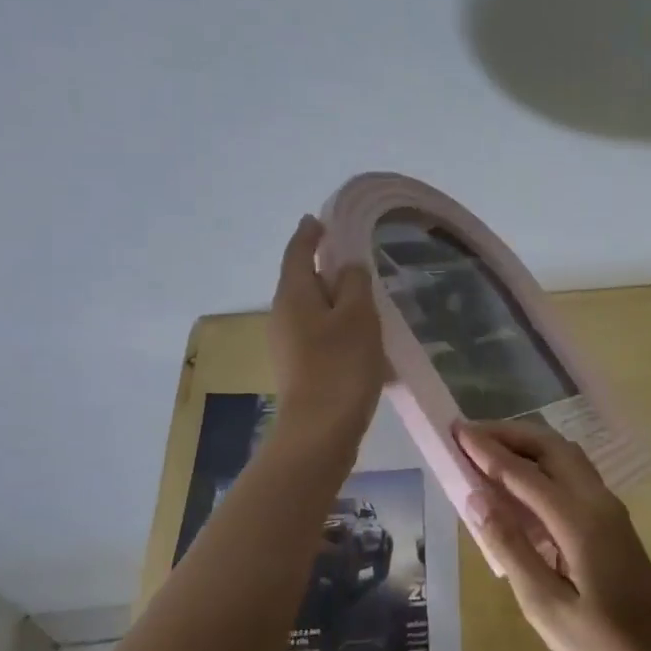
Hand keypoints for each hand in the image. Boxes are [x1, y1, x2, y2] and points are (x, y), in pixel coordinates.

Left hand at [267, 216, 385, 447]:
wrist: (320, 431)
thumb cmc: (341, 365)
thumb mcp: (358, 315)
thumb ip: (355, 282)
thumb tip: (348, 266)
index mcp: (293, 294)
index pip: (298, 252)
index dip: (310, 233)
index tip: (321, 220)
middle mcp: (283, 316)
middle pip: (303, 281)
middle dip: (326, 269)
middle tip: (356, 259)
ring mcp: (288, 345)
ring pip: (313, 310)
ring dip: (336, 301)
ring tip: (367, 300)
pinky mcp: (300, 368)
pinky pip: (320, 336)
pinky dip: (339, 328)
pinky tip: (363, 339)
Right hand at [456, 420, 650, 650]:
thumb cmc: (604, 648)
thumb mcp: (546, 608)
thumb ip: (511, 547)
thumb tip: (477, 498)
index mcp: (580, 521)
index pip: (523, 473)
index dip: (487, 451)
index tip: (455, 431)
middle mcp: (597, 501)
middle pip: (550, 447)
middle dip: (508, 435)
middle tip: (468, 435)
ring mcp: (609, 508)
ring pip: (565, 456)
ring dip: (526, 445)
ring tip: (488, 450)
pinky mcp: (612, 521)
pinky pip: (573, 474)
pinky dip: (542, 464)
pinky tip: (520, 484)